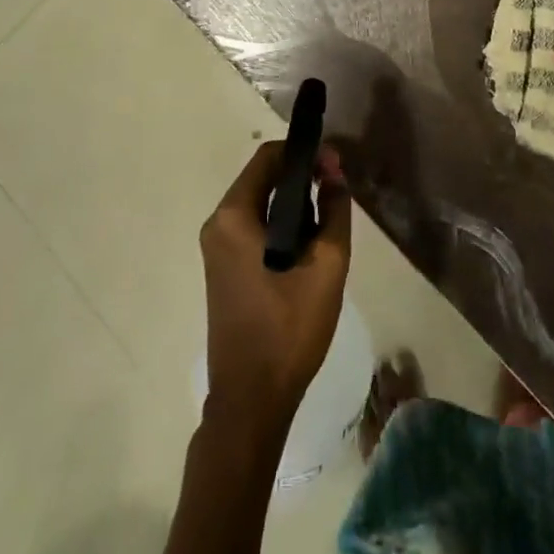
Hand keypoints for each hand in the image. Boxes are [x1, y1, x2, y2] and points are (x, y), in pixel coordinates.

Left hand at [199, 141, 351, 428]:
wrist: (251, 400)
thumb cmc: (289, 329)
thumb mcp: (327, 266)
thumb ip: (334, 210)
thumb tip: (334, 172)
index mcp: (234, 216)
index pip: (268, 157)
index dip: (305, 153)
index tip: (336, 166)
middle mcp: (217, 223)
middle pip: (262, 177)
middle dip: (302, 177)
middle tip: (337, 192)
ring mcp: (216, 247)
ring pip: (259, 203)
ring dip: (294, 202)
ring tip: (328, 221)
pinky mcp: (222, 267)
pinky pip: (253, 227)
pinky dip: (281, 224)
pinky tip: (308, 246)